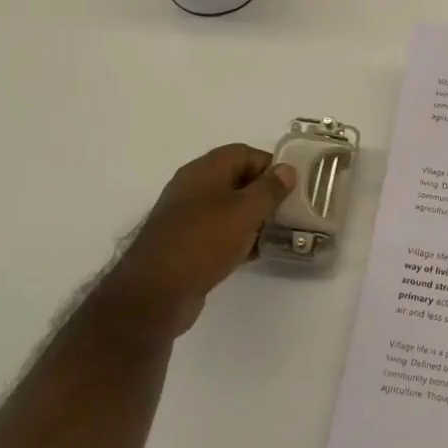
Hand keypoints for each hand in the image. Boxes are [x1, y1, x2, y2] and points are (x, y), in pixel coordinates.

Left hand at [108, 144, 296, 336]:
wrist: (155, 294)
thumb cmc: (203, 241)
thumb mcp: (245, 211)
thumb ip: (270, 189)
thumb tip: (287, 170)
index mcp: (204, 170)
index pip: (244, 153)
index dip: (270, 165)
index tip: (293, 185)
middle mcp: (193, 188)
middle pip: (237, 180)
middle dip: (265, 193)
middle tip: (290, 209)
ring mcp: (187, 218)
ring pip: (229, 209)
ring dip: (254, 218)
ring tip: (280, 232)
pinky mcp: (187, 246)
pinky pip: (219, 233)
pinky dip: (239, 238)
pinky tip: (258, 252)